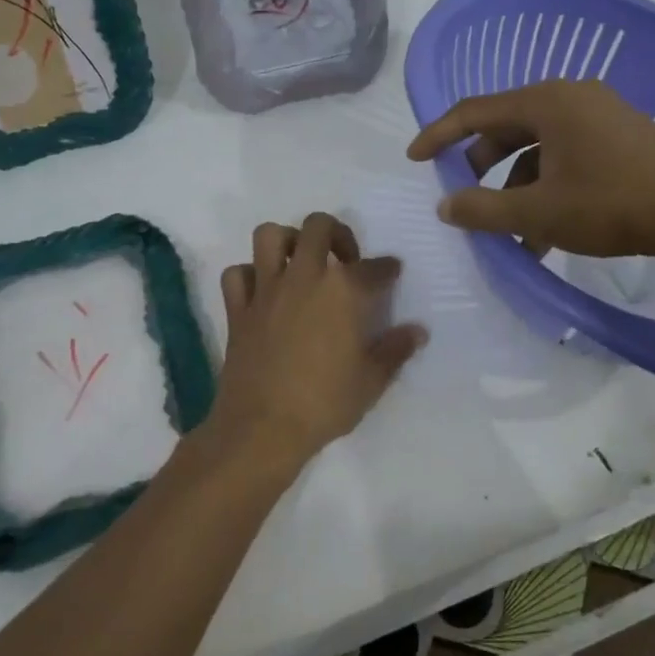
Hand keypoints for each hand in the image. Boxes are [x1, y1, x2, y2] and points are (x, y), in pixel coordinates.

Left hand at [203, 214, 427, 473]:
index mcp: (343, 291)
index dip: (387, 268)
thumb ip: (395, 350)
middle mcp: (304, 277)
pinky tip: (262, 290)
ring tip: (300, 261)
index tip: (392, 271)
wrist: (262, 428)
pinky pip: (237, 274)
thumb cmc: (324, 403)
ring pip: (269, 235)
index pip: (373, 267)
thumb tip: (418, 331)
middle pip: (318, 227)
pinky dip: (248, 275)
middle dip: (337, 233)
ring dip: (287, 240)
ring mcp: (266, 290)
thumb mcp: (372, 381)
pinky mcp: (237, 309)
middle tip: (345, 259)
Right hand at [406, 80, 654, 260]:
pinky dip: (547, 186)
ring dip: (516, 186)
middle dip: (481, 165)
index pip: (475, 111)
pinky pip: (566, 155)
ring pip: (538, 147)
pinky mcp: (622, 137)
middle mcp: (572, 98)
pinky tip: (547, 231)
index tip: (413, 157)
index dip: (439, 134)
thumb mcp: (538, 212)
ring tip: (511, 232)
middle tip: (466, 196)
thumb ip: (483, 209)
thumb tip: (445, 205)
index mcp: (546, 102)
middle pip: (507, 126)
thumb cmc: (611, 204)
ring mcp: (601, 116)